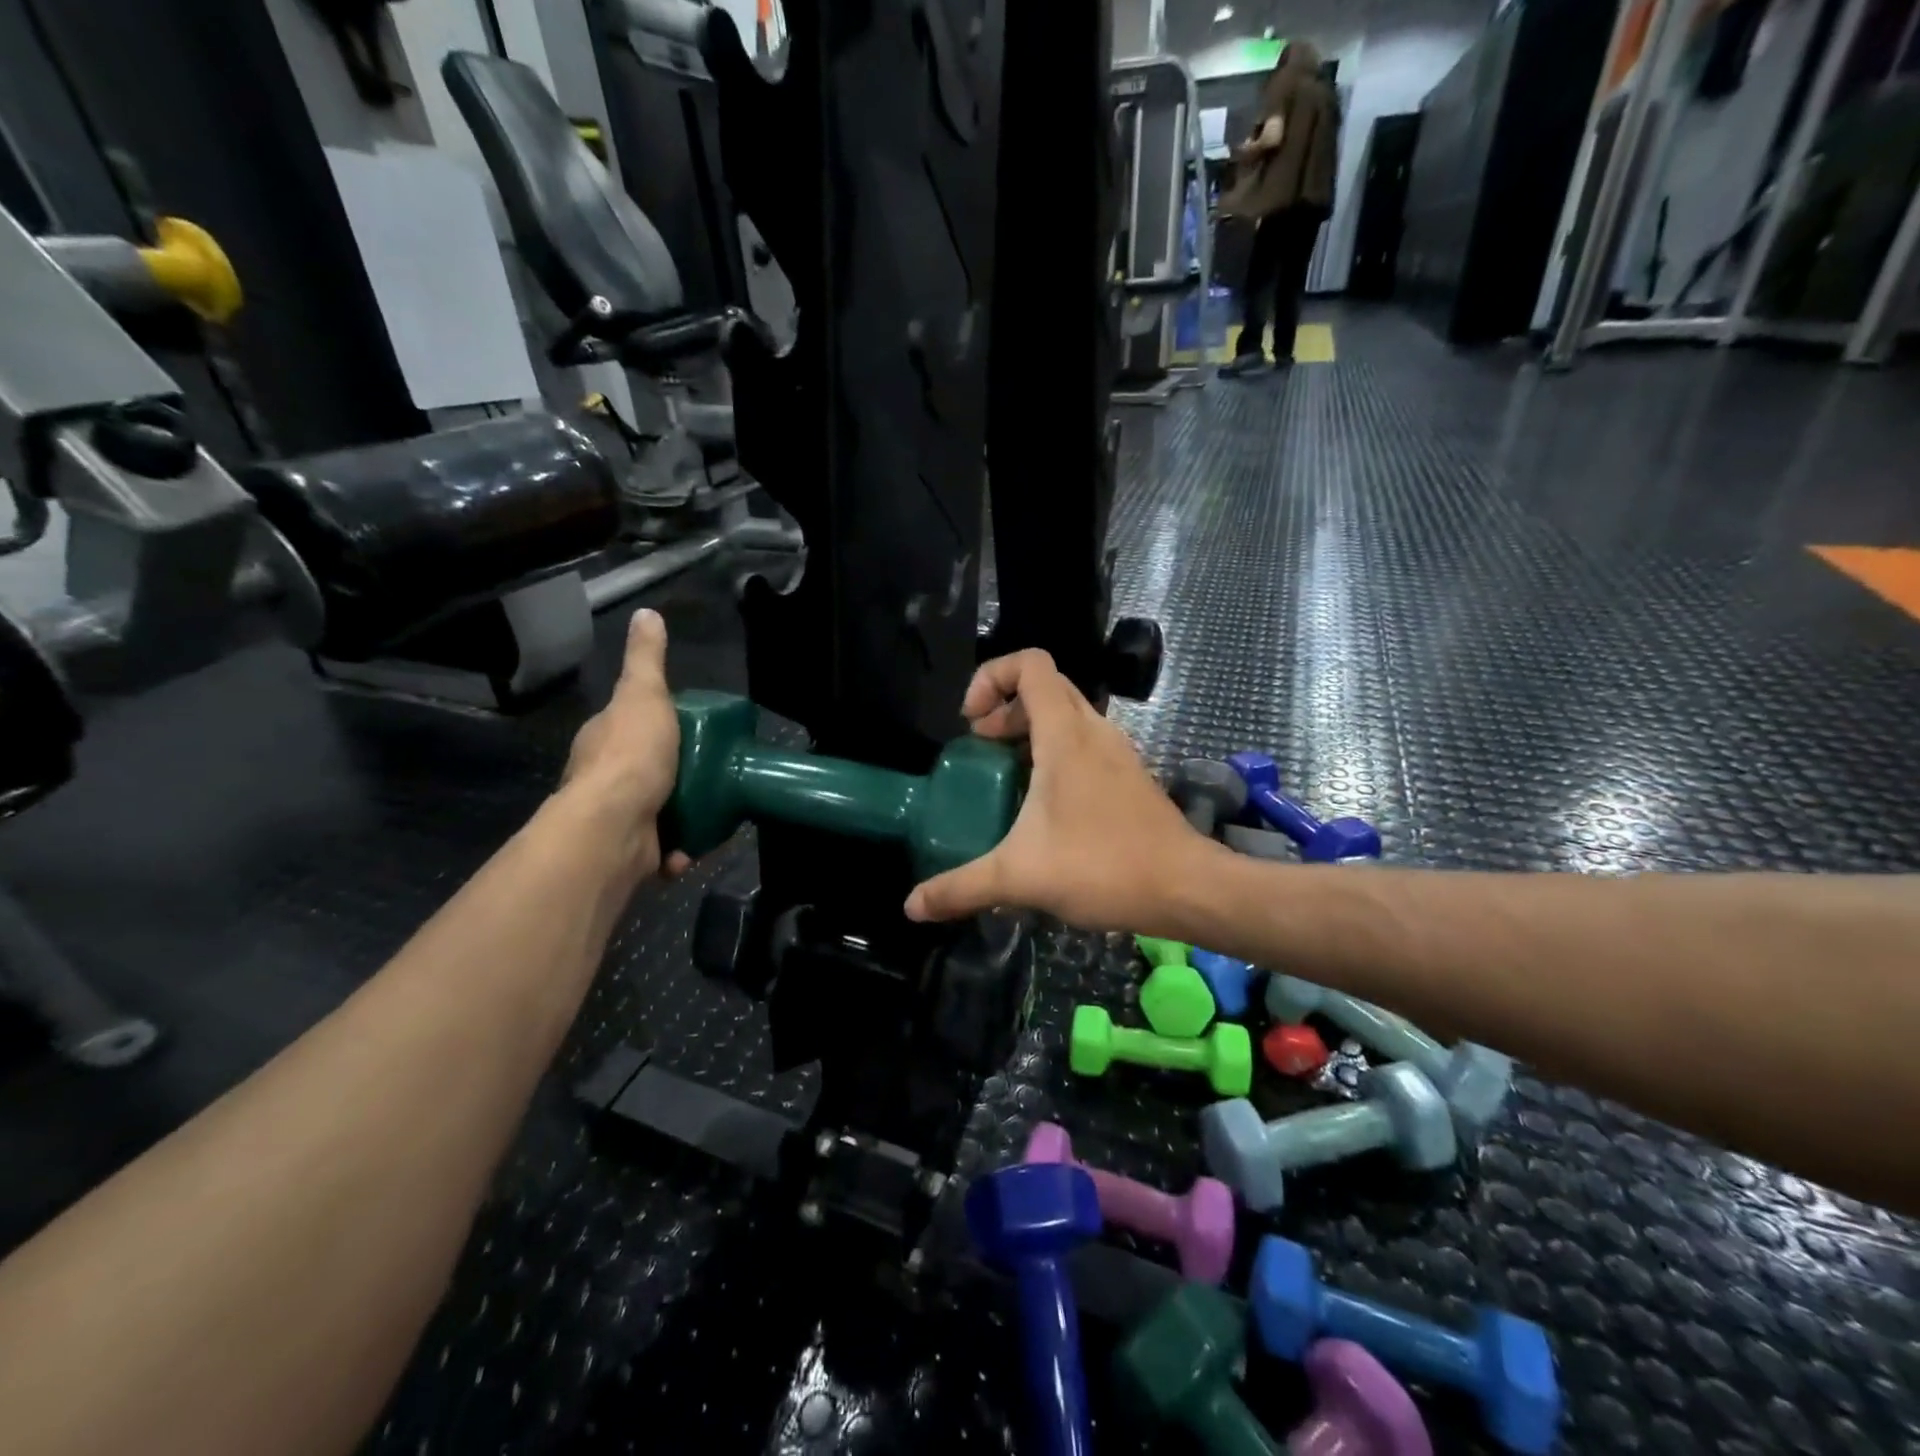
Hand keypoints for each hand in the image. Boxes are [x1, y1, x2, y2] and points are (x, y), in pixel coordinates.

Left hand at [561, 609, 688, 874]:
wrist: (615, 826)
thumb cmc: (632, 755)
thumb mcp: (644, 694)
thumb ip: (647, 659)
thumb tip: (647, 613)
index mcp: (604, 740)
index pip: (632, 727)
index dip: (660, 728)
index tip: (692, 733)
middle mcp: (603, 779)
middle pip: (647, 772)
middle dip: (677, 777)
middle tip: (712, 775)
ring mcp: (616, 818)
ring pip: (657, 813)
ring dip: (684, 817)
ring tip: (712, 812)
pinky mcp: (630, 853)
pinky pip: (662, 850)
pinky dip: (679, 851)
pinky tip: (692, 847)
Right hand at [904, 650, 1201, 929]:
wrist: (1186, 889)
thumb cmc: (1102, 866)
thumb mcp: (1019, 876)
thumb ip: (961, 887)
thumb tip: (913, 905)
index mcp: (1065, 734)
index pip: (1030, 663)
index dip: (992, 677)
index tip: (972, 723)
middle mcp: (1093, 731)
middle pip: (1045, 687)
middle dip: (1005, 707)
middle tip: (981, 747)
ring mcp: (1116, 752)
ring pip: (1066, 715)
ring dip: (1029, 731)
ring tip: (1005, 774)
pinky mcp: (1128, 776)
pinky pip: (1083, 744)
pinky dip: (1054, 753)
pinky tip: (1042, 804)